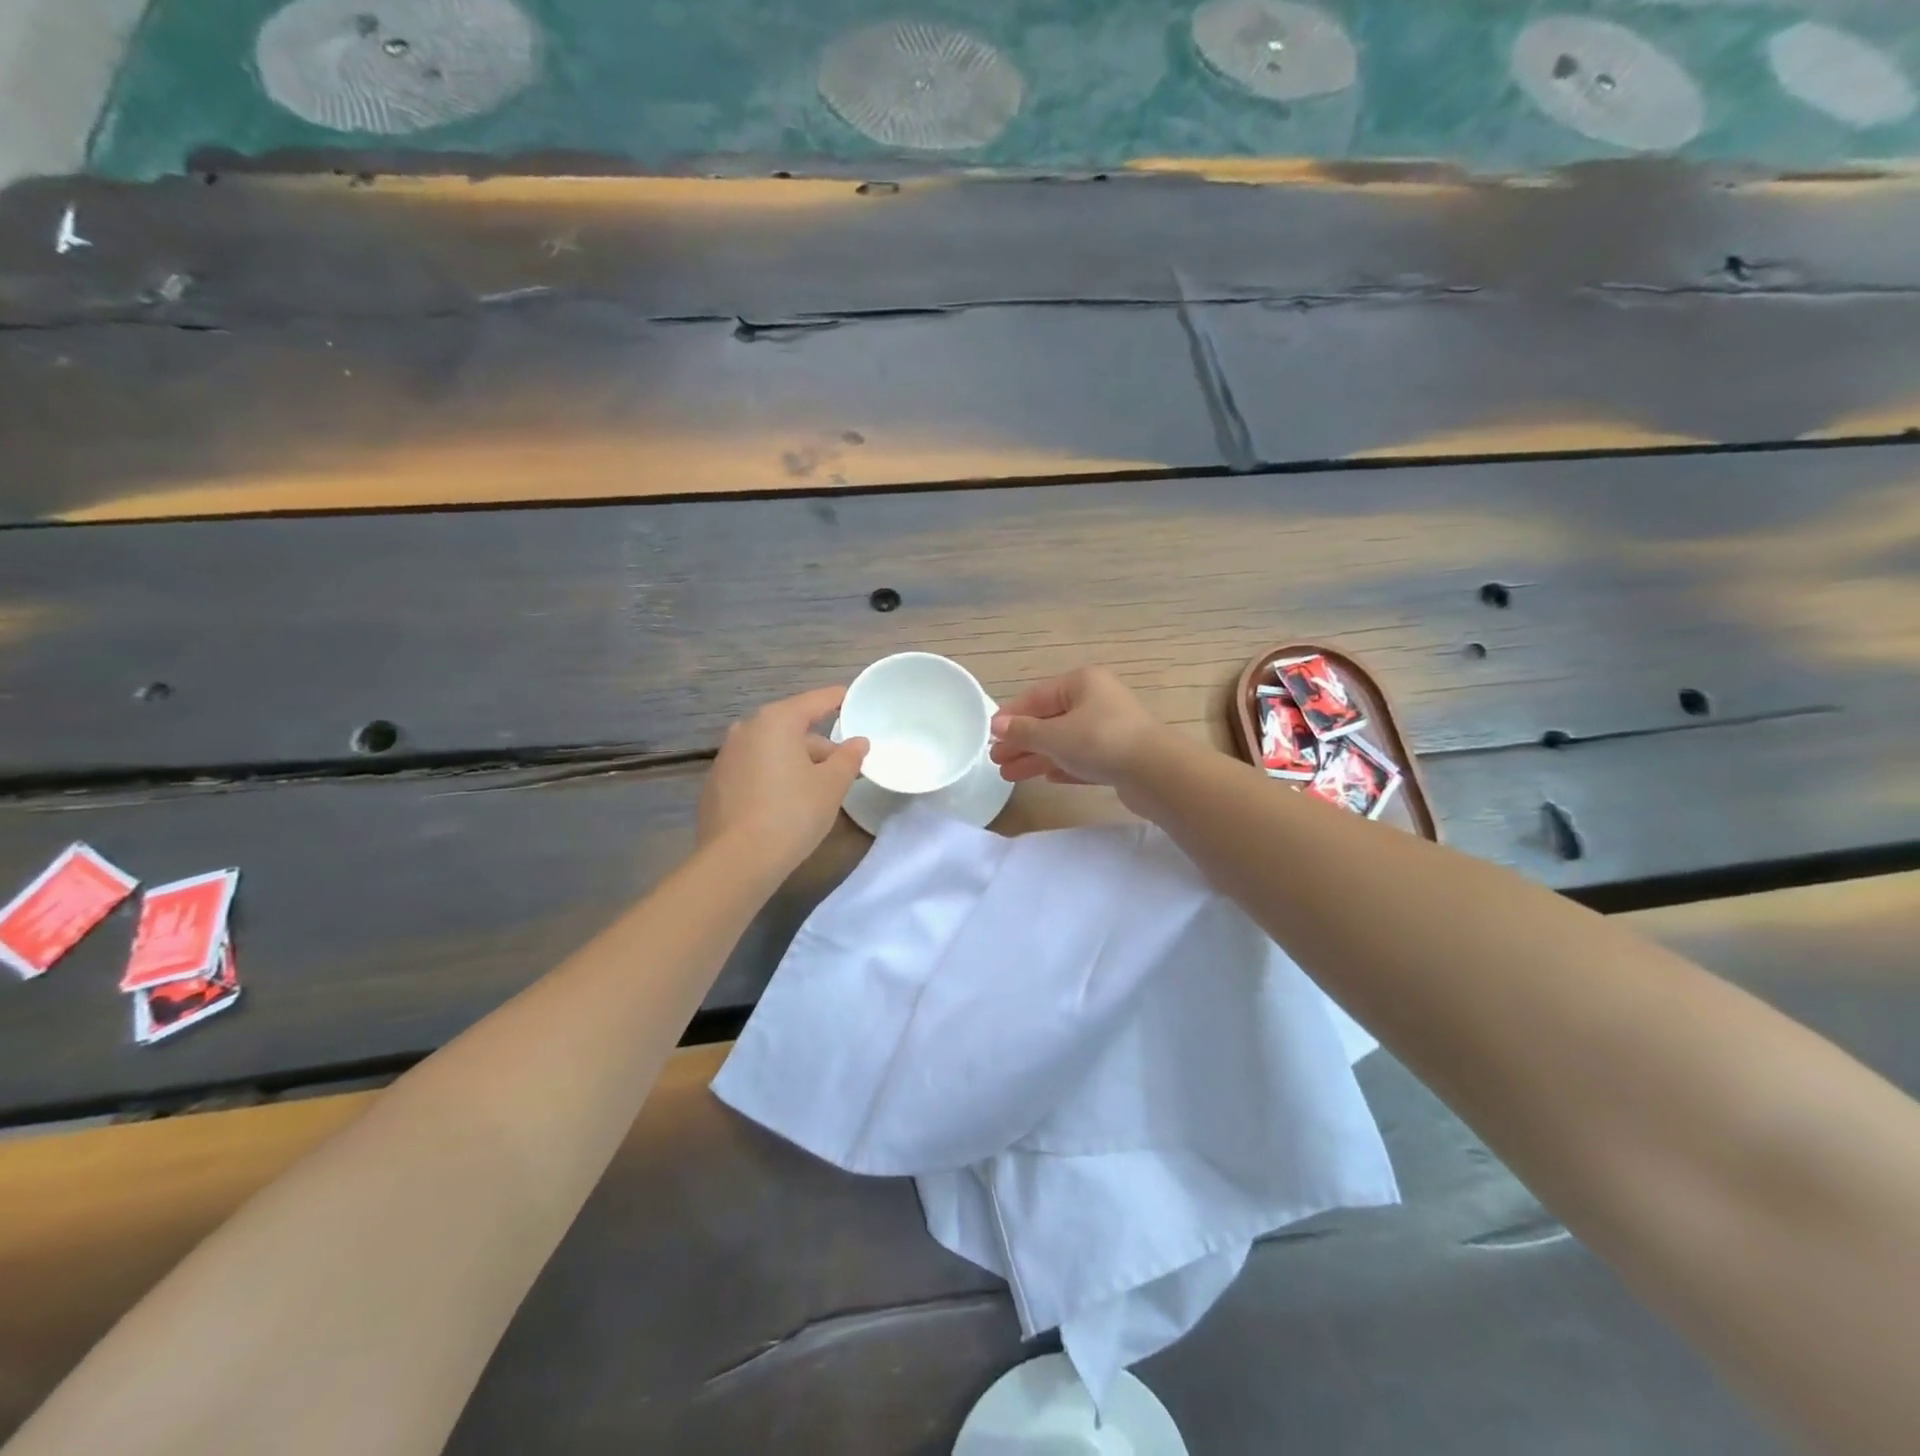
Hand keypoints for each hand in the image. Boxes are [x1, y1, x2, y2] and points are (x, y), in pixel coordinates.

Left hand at [698, 687, 867, 878]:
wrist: (737, 860)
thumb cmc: (792, 813)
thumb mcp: (832, 785)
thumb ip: (849, 757)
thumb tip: (858, 742)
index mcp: (776, 721)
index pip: (815, 701)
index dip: (837, 699)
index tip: (853, 698)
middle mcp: (746, 729)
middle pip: (792, 727)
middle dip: (819, 744)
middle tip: (843, 766)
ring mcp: (726, 757)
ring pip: (771, 749)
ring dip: (795, 761)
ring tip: (817, 788)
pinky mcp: (715, 784)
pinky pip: (753, 769)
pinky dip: (773, 776)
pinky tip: (785, 803)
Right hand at [989, 666, 1165, 788]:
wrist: (1156, 772)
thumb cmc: (1100, 742)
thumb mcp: (1054, 735)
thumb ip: (1023, 731)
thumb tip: (998, 725)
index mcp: (1082, 683)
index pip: (1037, 696)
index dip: (1011, 716)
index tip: (990, 735)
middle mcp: (1097, 700)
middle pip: (1050, 720)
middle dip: (1022, 741)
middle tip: (996, 761)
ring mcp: (1110, 729)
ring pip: (1065, 742)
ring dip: (1037, 757)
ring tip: (1010, 776)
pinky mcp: (1119, 757)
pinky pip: (1083, 759)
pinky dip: (1063, 766)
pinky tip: (1046, 779)